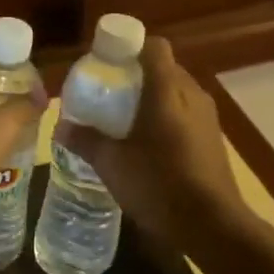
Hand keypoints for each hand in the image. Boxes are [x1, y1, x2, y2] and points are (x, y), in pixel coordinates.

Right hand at [53, 36, 248, 245]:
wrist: (213, 227)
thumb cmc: (159, 185)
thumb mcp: (112, 164)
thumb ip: (86, 140)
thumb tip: (60, 126)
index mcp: (167, 91)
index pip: (154, 47)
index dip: (130, 47)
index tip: (107, 62)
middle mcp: (191, 95)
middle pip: (164, 68)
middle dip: (137, 75)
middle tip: (108, 93)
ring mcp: (207, 118)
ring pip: (176, 92)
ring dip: (152, 98)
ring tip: (124, 119)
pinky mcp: (213, 139)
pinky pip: (186, 114)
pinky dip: (167, 118)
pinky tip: (148, 144)